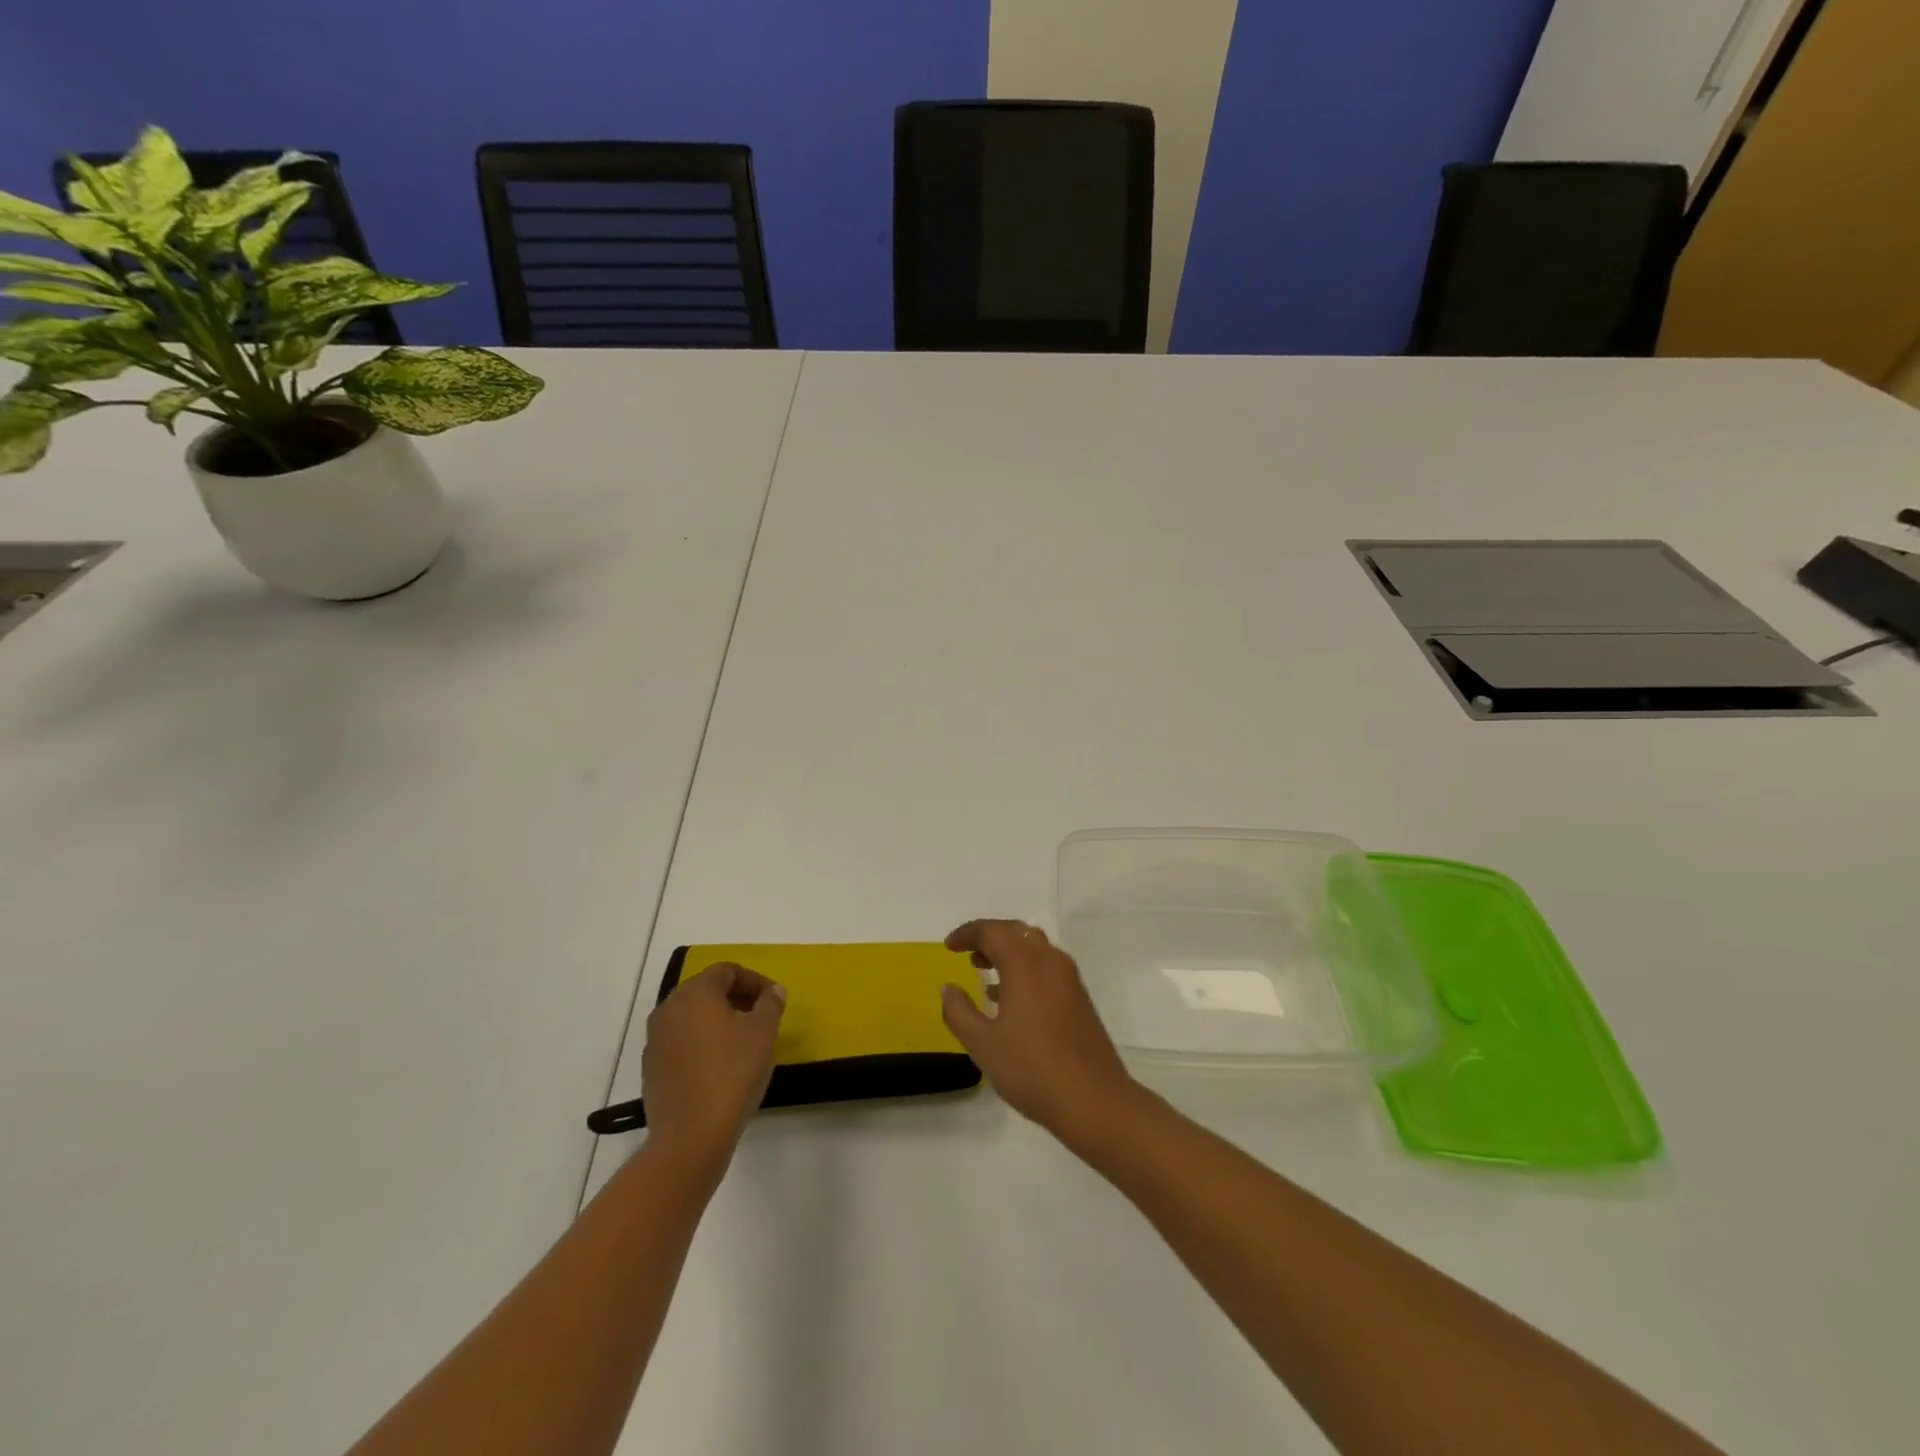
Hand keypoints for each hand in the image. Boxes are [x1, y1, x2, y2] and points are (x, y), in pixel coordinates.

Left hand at [642, 963, 784, 1167]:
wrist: (690, 1137)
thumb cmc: (732, 1074)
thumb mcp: (763, 1032)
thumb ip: (770, 1004)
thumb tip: (772, 991)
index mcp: (695, 993)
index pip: (727, 971)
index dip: (755, 980)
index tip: (774, 999)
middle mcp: (668, 1008)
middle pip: (707, 990)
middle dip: (737, 998)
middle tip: (762, 1016)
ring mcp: (655, 1040)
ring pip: (692, 1016)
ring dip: (719, 1020)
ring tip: (744, 1041)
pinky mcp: (651, 1068)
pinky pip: (681, 1042)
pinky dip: (702, 1042)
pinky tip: (721, 1065)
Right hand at [941, 920, 1136, 1139]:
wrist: (1094, 1100)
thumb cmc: (1032, 1069)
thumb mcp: (983, 1044)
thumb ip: (959, 1012)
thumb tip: (948, 988)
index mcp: (1025, 963)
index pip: (991, 931)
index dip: (967, 934)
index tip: (949, 946)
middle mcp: (1050, 960)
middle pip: (1016, 932)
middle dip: (989, 937)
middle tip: (966, 952)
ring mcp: (1069, 978)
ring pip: (1034, 947)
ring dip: (1008, 950)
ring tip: (983, 969)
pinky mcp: (1079, 997)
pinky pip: (1046, 966)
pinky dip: (1024, 967)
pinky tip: (1010, 997)